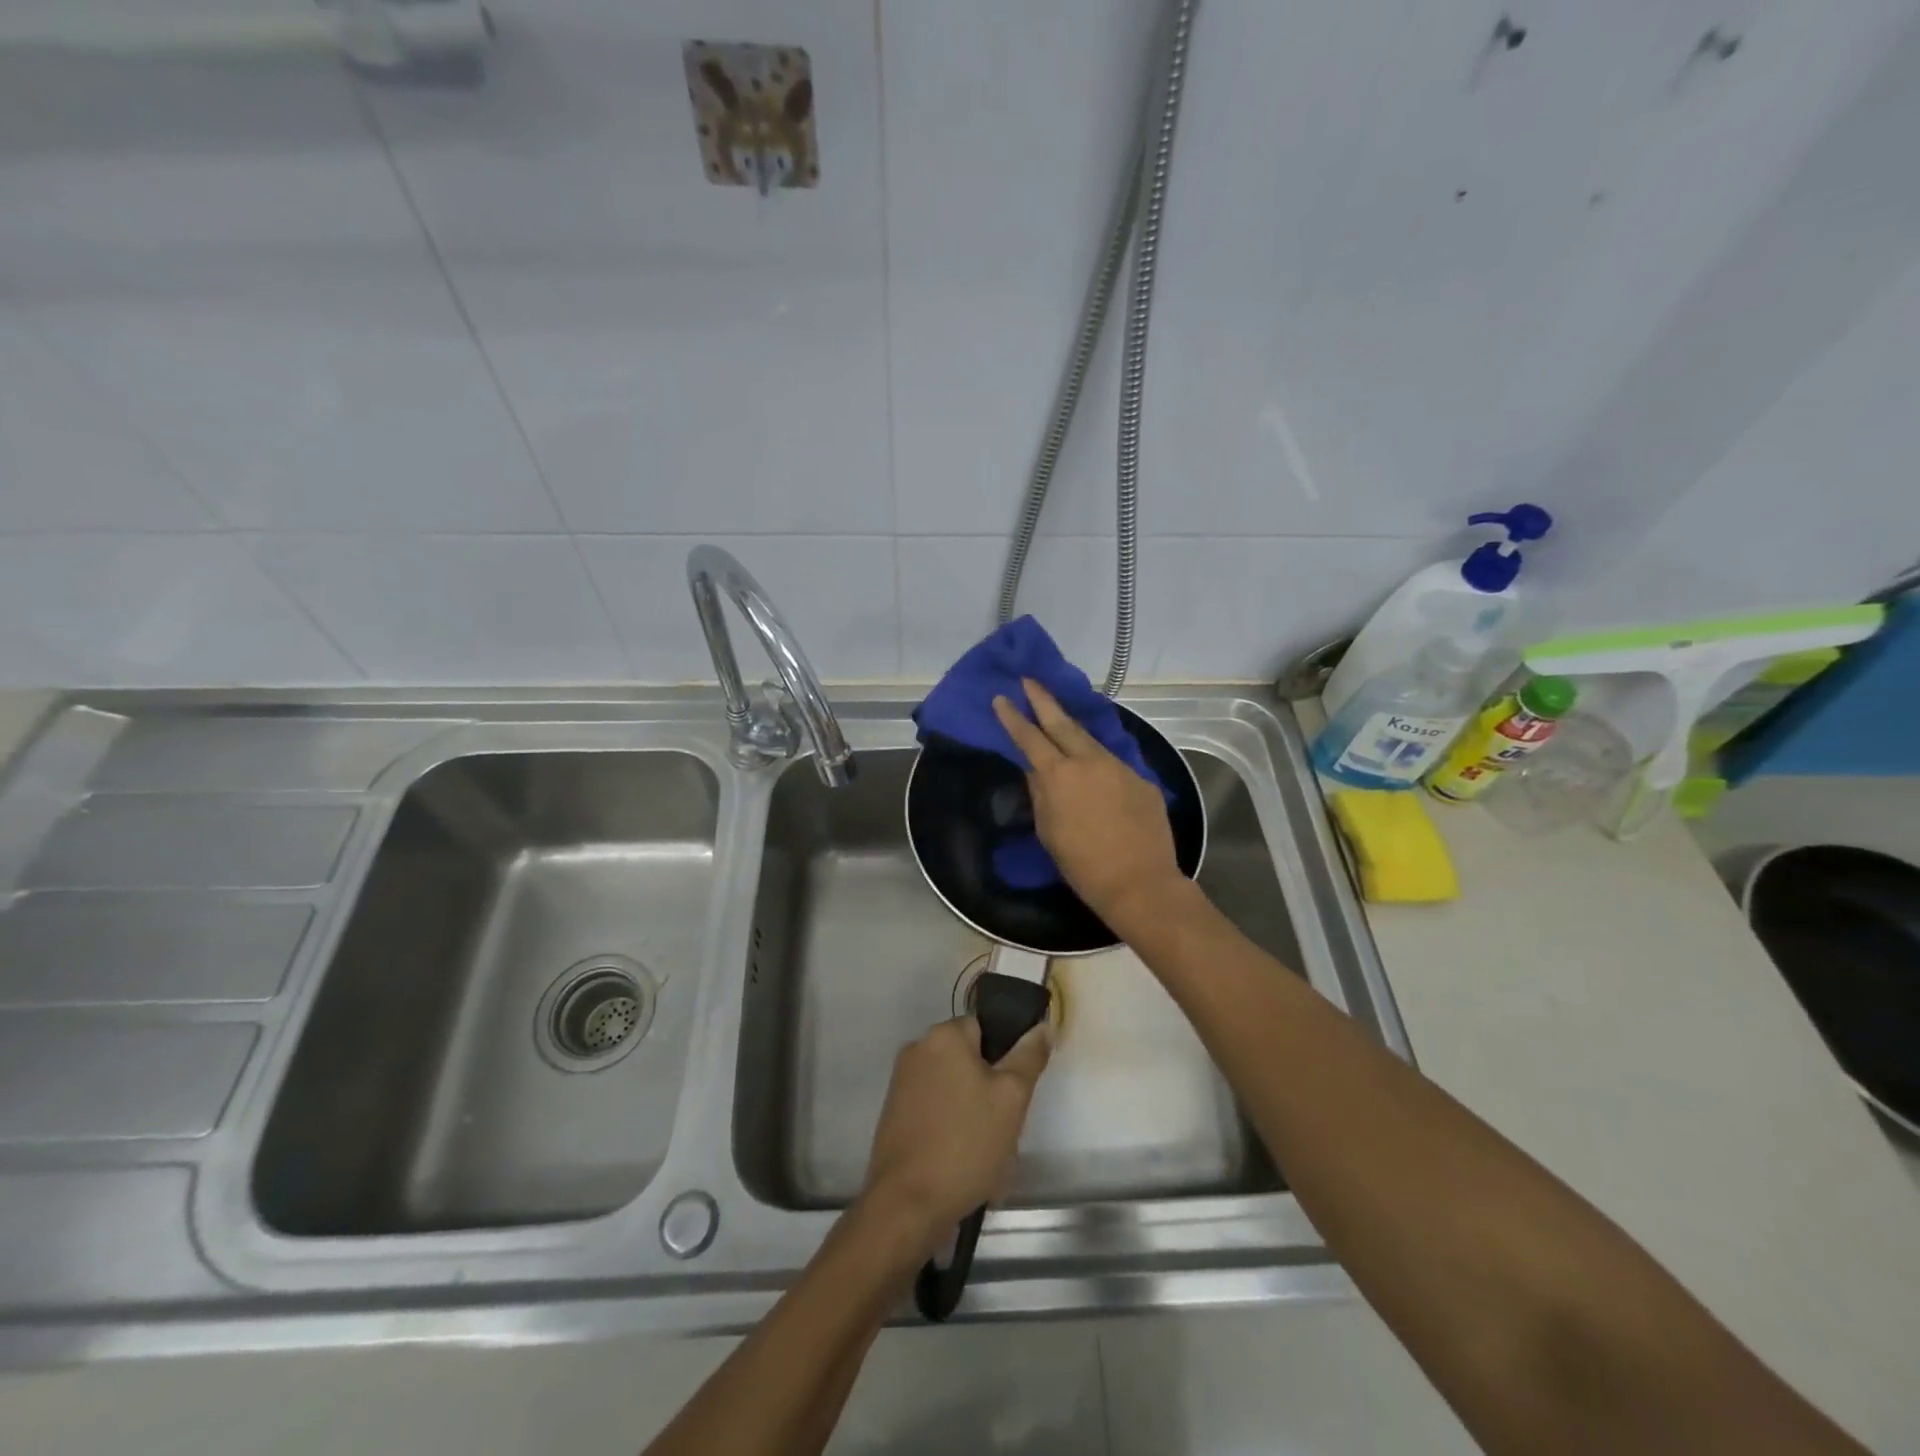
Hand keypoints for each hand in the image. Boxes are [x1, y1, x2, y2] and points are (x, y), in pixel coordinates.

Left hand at [862, 1016, 1050, 1248]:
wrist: (907, 1203)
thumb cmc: (965, 1143)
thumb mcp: (1012, 1097)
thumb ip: (1029, 1056)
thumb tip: (1041, 1026)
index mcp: (942, 1036)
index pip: (986, 1029)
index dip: (1005, 1059)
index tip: (1014, 1094)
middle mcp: (917, 1050)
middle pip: (970, 1062)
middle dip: (991, 1094)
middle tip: (1004, 1130)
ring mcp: (902, 1084)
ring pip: (956, 1092)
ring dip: (975, 1118)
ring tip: (987, 1157)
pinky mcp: (895, 1115)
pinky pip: (937, 1114)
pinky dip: (953, 1133)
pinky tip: (965, 1166)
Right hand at [992, 678, 1184, 925]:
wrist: (1139, 882)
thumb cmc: (1082, 865)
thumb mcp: (1048, 830)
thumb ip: (1041, 793)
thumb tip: (1036, 770)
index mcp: (1059, 776)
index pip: (1029, 738)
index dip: (1013, 718)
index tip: (1001, 698)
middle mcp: (1089, 761)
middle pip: (1062, 723)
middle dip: (1043, 700)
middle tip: (1030, 680)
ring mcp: (1119, 766)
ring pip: (1090, 740)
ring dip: (1072, 728)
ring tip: (1059, 717)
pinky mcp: (1141, 779)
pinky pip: (1114, 763)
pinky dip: (1099, 762)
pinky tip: (1095, 770)